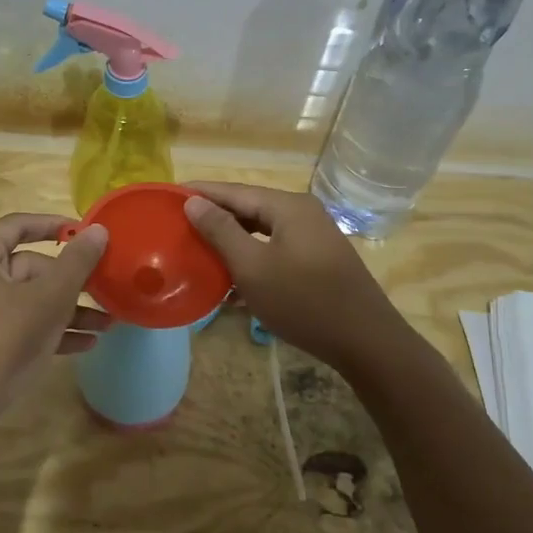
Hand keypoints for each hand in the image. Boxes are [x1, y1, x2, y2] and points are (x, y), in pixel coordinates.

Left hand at [0, 213, 110, 425]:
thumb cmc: (3, 341)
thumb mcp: (49, 299)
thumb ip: (77, 262)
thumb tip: (98, 230)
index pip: (18, 226)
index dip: (56, 226)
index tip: (88, 233)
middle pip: (26, 267)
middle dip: (70, 284)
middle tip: (105, 292)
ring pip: (25, 299)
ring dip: (66, 311)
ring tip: (106, 325)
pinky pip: (15, 323)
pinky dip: (45, 329)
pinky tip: (84, 345)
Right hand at [183, 182, 402, 370]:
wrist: (365, 341)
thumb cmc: (304, 301)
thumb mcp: (253, 267)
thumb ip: (221, 231)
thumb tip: (193, 202)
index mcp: (288, 206)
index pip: (234, 191)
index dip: (200, 193)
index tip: (167, 194)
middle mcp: (303, 213)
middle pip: (249, 208)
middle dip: (214, 217)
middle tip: (178, 225)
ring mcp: (314, 237)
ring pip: (262, 232)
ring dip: (231, 242)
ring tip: (198, 251)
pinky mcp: (318, 261)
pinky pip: (275, 250)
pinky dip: (252, 259)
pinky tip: (230, 282)